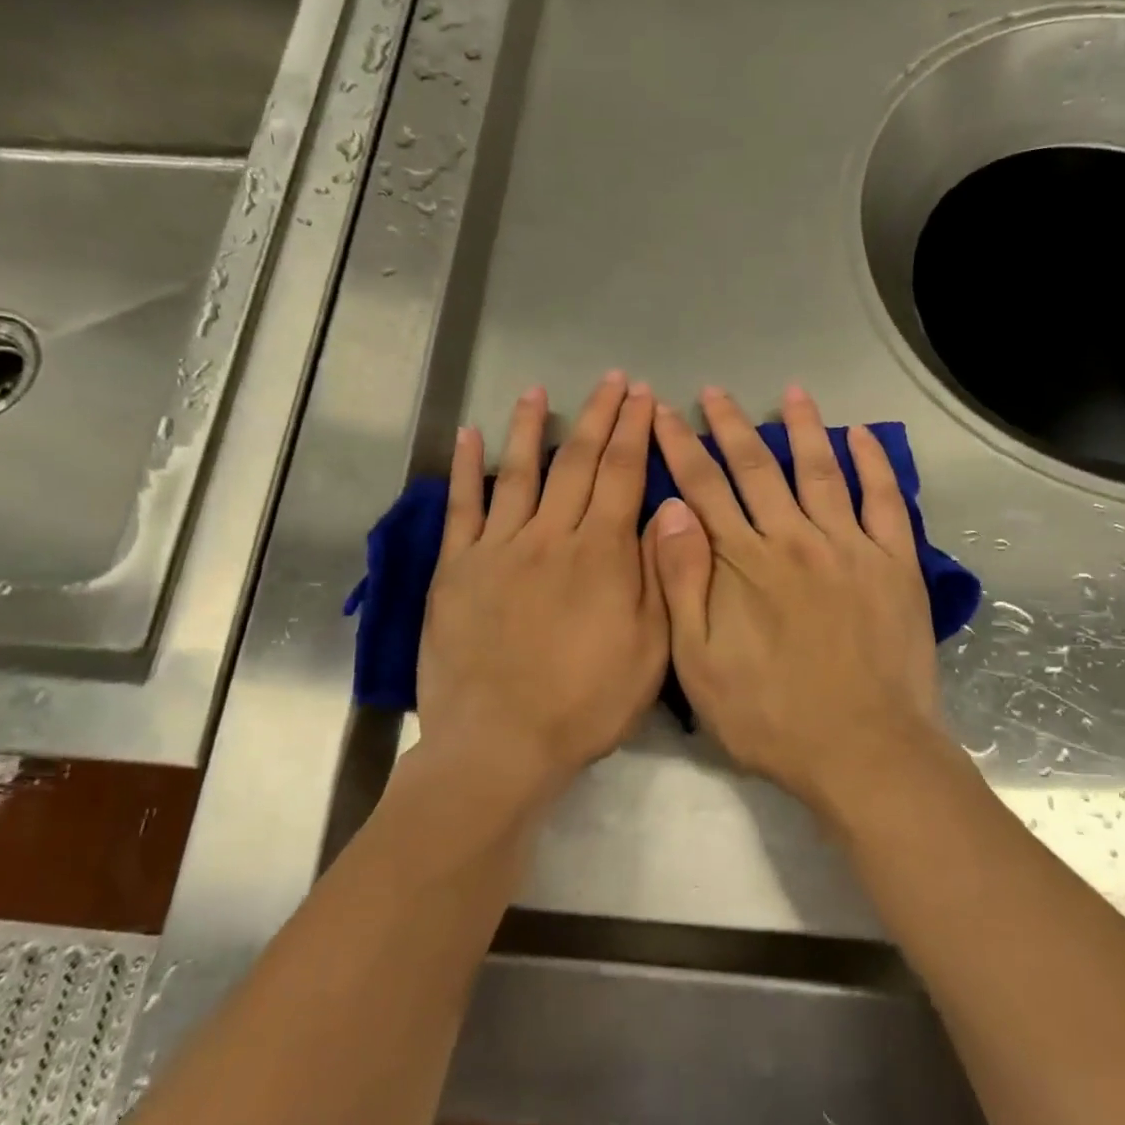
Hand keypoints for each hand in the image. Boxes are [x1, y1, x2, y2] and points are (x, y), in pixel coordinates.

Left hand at [418, 373, 667, 798]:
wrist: (500, 744)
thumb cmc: (586, 703)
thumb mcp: (650, 648)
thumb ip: (659, 574)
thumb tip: (668, 510)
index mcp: (602, 554)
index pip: (623, 474)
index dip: (635, 430)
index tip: (645, 396)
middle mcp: (550, 536)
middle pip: (577, 461)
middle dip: (598, 415)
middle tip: (612, 380)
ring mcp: (498, 548)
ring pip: (519, 473)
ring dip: (530, 427)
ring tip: (538, 390)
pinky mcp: (457, 569)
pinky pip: (461, 508)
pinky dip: (466, 469)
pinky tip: (470, 435)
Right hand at [649, 385, 946, 811]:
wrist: (862, 750)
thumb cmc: (770, 716)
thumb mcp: (698, 664)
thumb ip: (681, 584)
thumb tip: (669, 512)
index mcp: (743, 562)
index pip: (702, 487)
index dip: (678, 446)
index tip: (661, 412)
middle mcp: (794, 538)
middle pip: (757, 467)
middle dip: (730, 425)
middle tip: (714, 391)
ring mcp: (849, 546)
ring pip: (821, 470)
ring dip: (803, 428)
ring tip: (790, 393)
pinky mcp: (894, 563)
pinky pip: (886, 500)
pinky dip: (874, 464)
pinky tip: (862, 436)